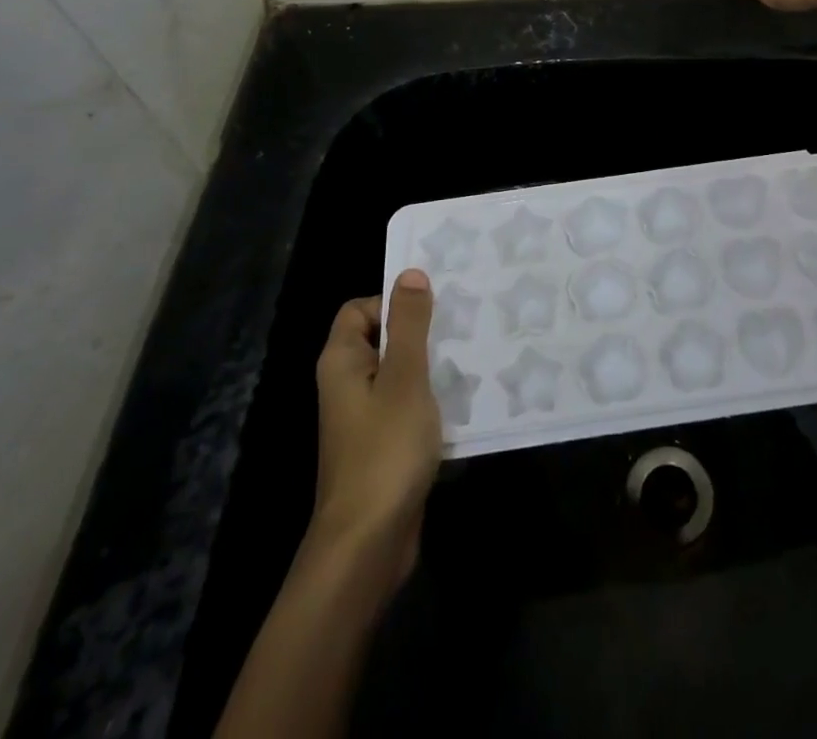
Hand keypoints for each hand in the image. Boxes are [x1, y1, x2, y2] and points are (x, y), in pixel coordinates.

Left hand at [306, 270, 440, 590]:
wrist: (368, 544)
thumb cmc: (384, 450)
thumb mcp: (404, 378)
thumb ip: (409, 325)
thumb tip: (410, 273)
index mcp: (342, 362)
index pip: (360, 309)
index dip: (393, 302)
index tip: (434, 308)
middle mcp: (348, 384)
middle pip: (384, 338)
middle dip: (422, 331)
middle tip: (465, 325)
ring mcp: (365, 417)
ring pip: (401, 373)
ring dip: (433, 366)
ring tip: (474, 356)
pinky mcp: (384, 444)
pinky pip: (409, 405)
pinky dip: (432, 399)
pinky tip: (466, 400)